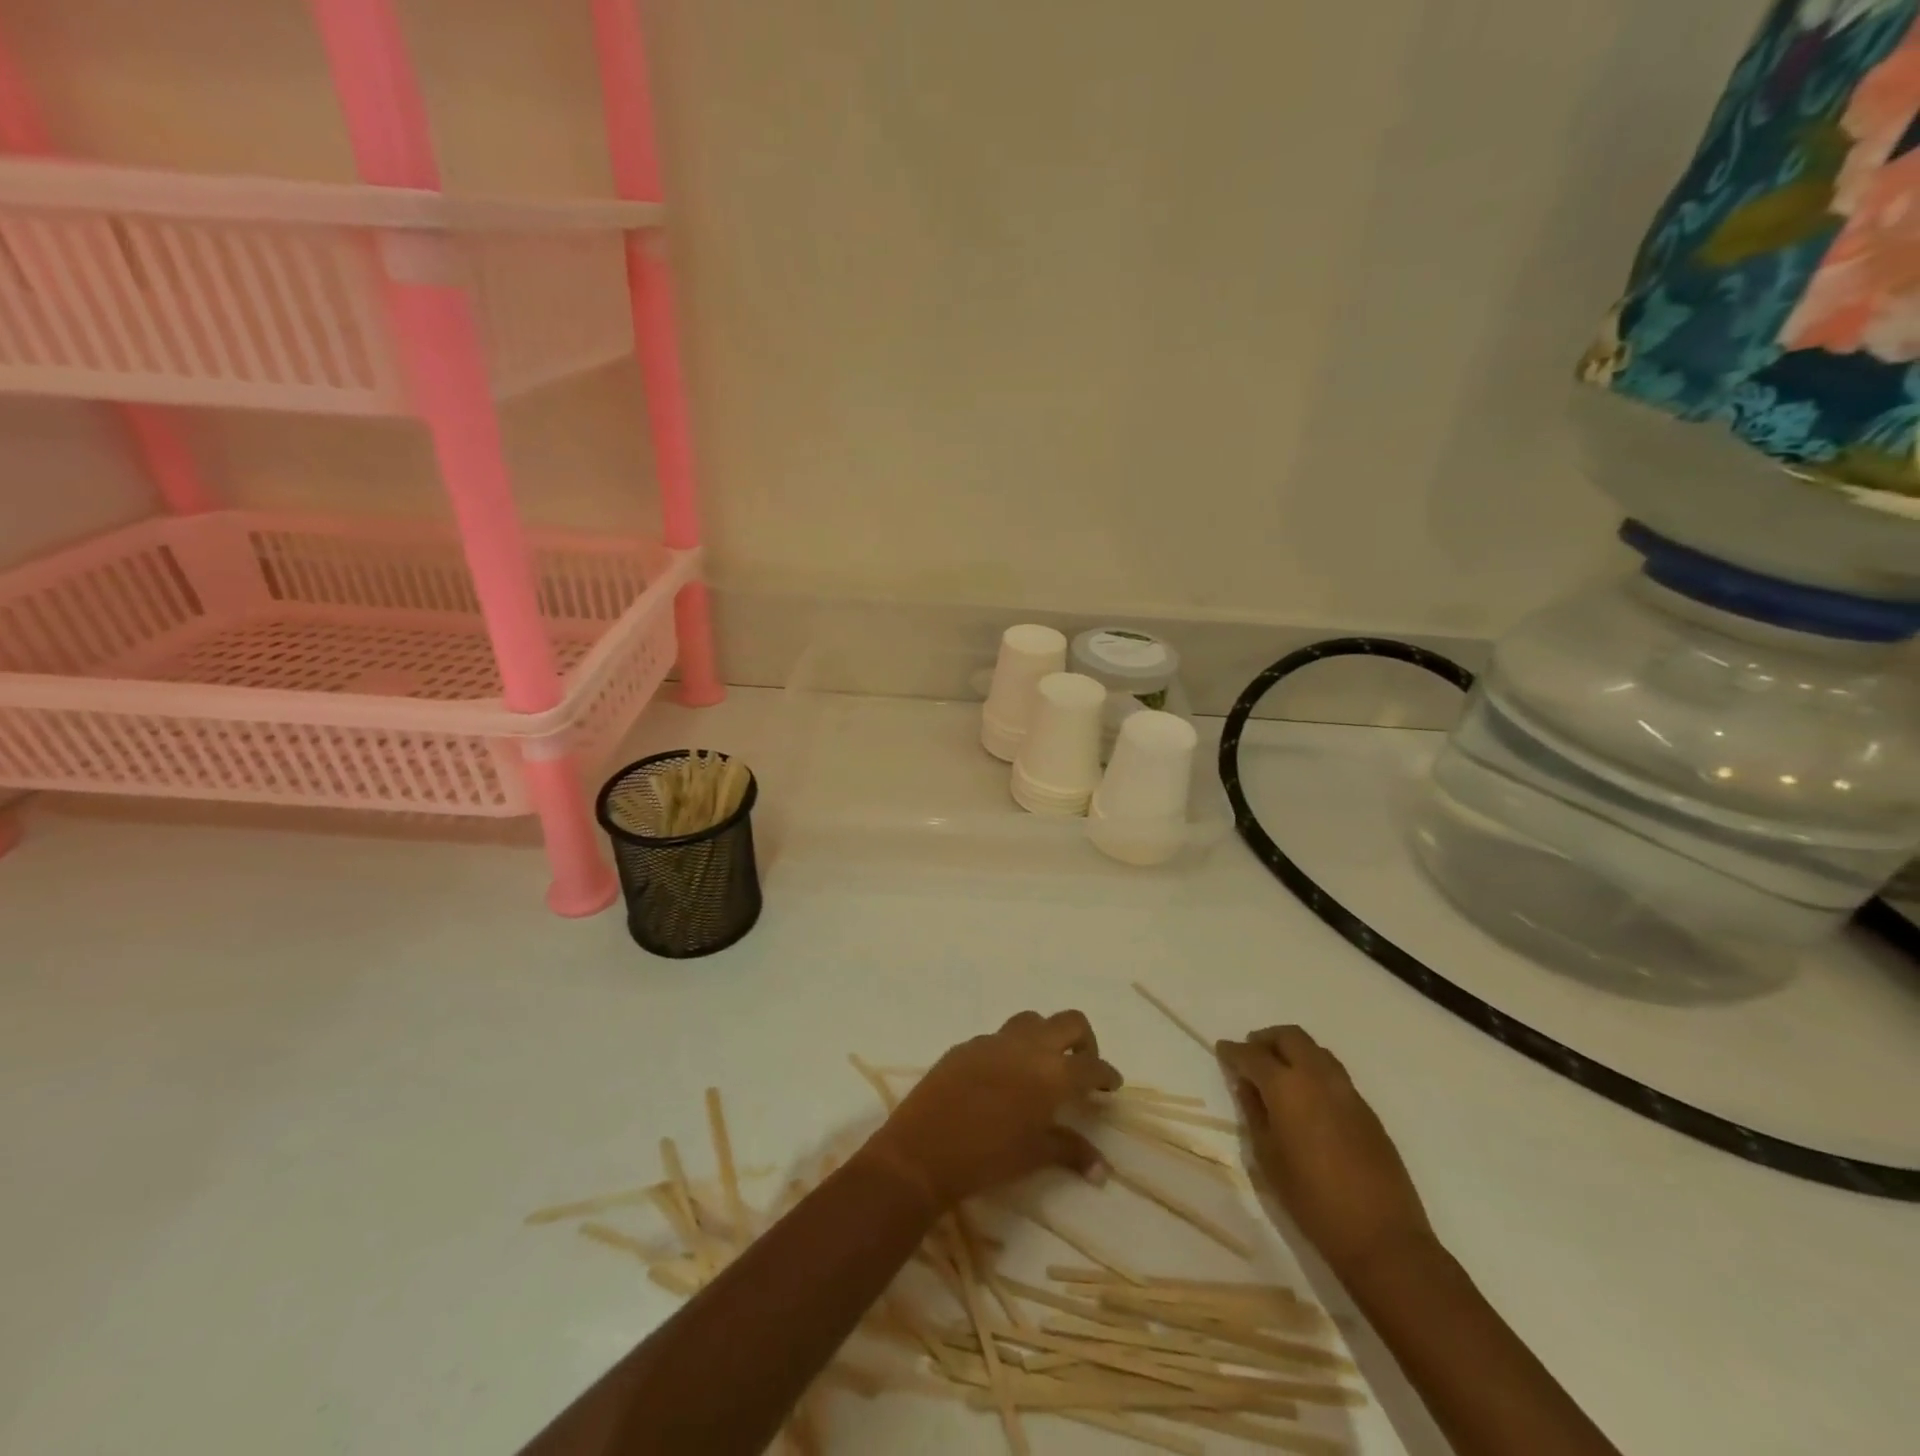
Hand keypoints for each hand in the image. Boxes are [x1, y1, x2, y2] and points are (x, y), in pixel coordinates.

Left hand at [864, 1010, 1122, 1211]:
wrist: (922, 1151)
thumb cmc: (987, 1158)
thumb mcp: (1035, 1155)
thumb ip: (1071, 1151)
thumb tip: (1102, 1169)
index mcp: (1050, 1073)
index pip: (1091, 1065)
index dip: (1106, 1074)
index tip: (1111, 1085)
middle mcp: (1027, 1046)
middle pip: (1069, 1022)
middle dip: (1083, 1040)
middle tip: (1083, 1067)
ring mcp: (994, 1041)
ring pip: (1032, 1021)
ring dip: (1046, 1037)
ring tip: (1043, 1067)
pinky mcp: (967, 1045)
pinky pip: (999, 1038)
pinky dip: (1012, 1050)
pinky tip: (1004, 1078)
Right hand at [1217, 1025, 1432, 1276]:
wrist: (1382, 1237)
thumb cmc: (1312, 1201)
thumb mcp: (1268, 1158)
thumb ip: (1255, 1113)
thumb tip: (1247, 1086)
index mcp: (1287, 1088)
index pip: (1253, 1055)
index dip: (1234, 1051)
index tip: (1222, 1050)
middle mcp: (1318, 1078)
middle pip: (1290, 1037)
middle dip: (1266, 1040)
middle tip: (1251, 1055)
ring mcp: (1348, 1091)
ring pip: (1315, 1050)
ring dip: (1293, 1051)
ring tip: (1279, 1072)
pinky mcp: (1367, 1110)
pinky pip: (1334, 1073)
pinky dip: (1314, 1071)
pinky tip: (1307, 1098)